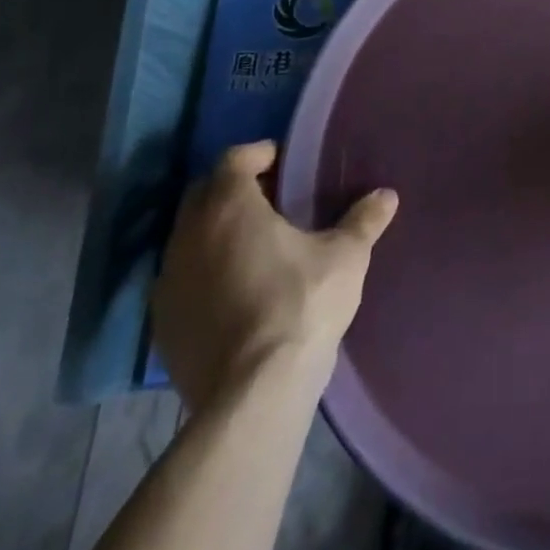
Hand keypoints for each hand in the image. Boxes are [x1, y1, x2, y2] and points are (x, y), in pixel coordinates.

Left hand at [151, 141, 398, 411]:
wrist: (254, 394)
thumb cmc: (301, 305)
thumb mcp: (346, 256)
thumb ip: (363, 220)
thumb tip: (386, 196)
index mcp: (230, 207)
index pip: (234, 159)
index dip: (259, 155)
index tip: (285, 163)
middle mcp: (189, 236)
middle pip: (204, 194)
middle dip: (235, 189)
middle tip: (273, 200)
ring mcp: (169, 283)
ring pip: (189, 238)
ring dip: (216, 232)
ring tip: (256, 247)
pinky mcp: (162, 325)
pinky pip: (182, 281)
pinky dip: (204, 273)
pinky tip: (235, 292)